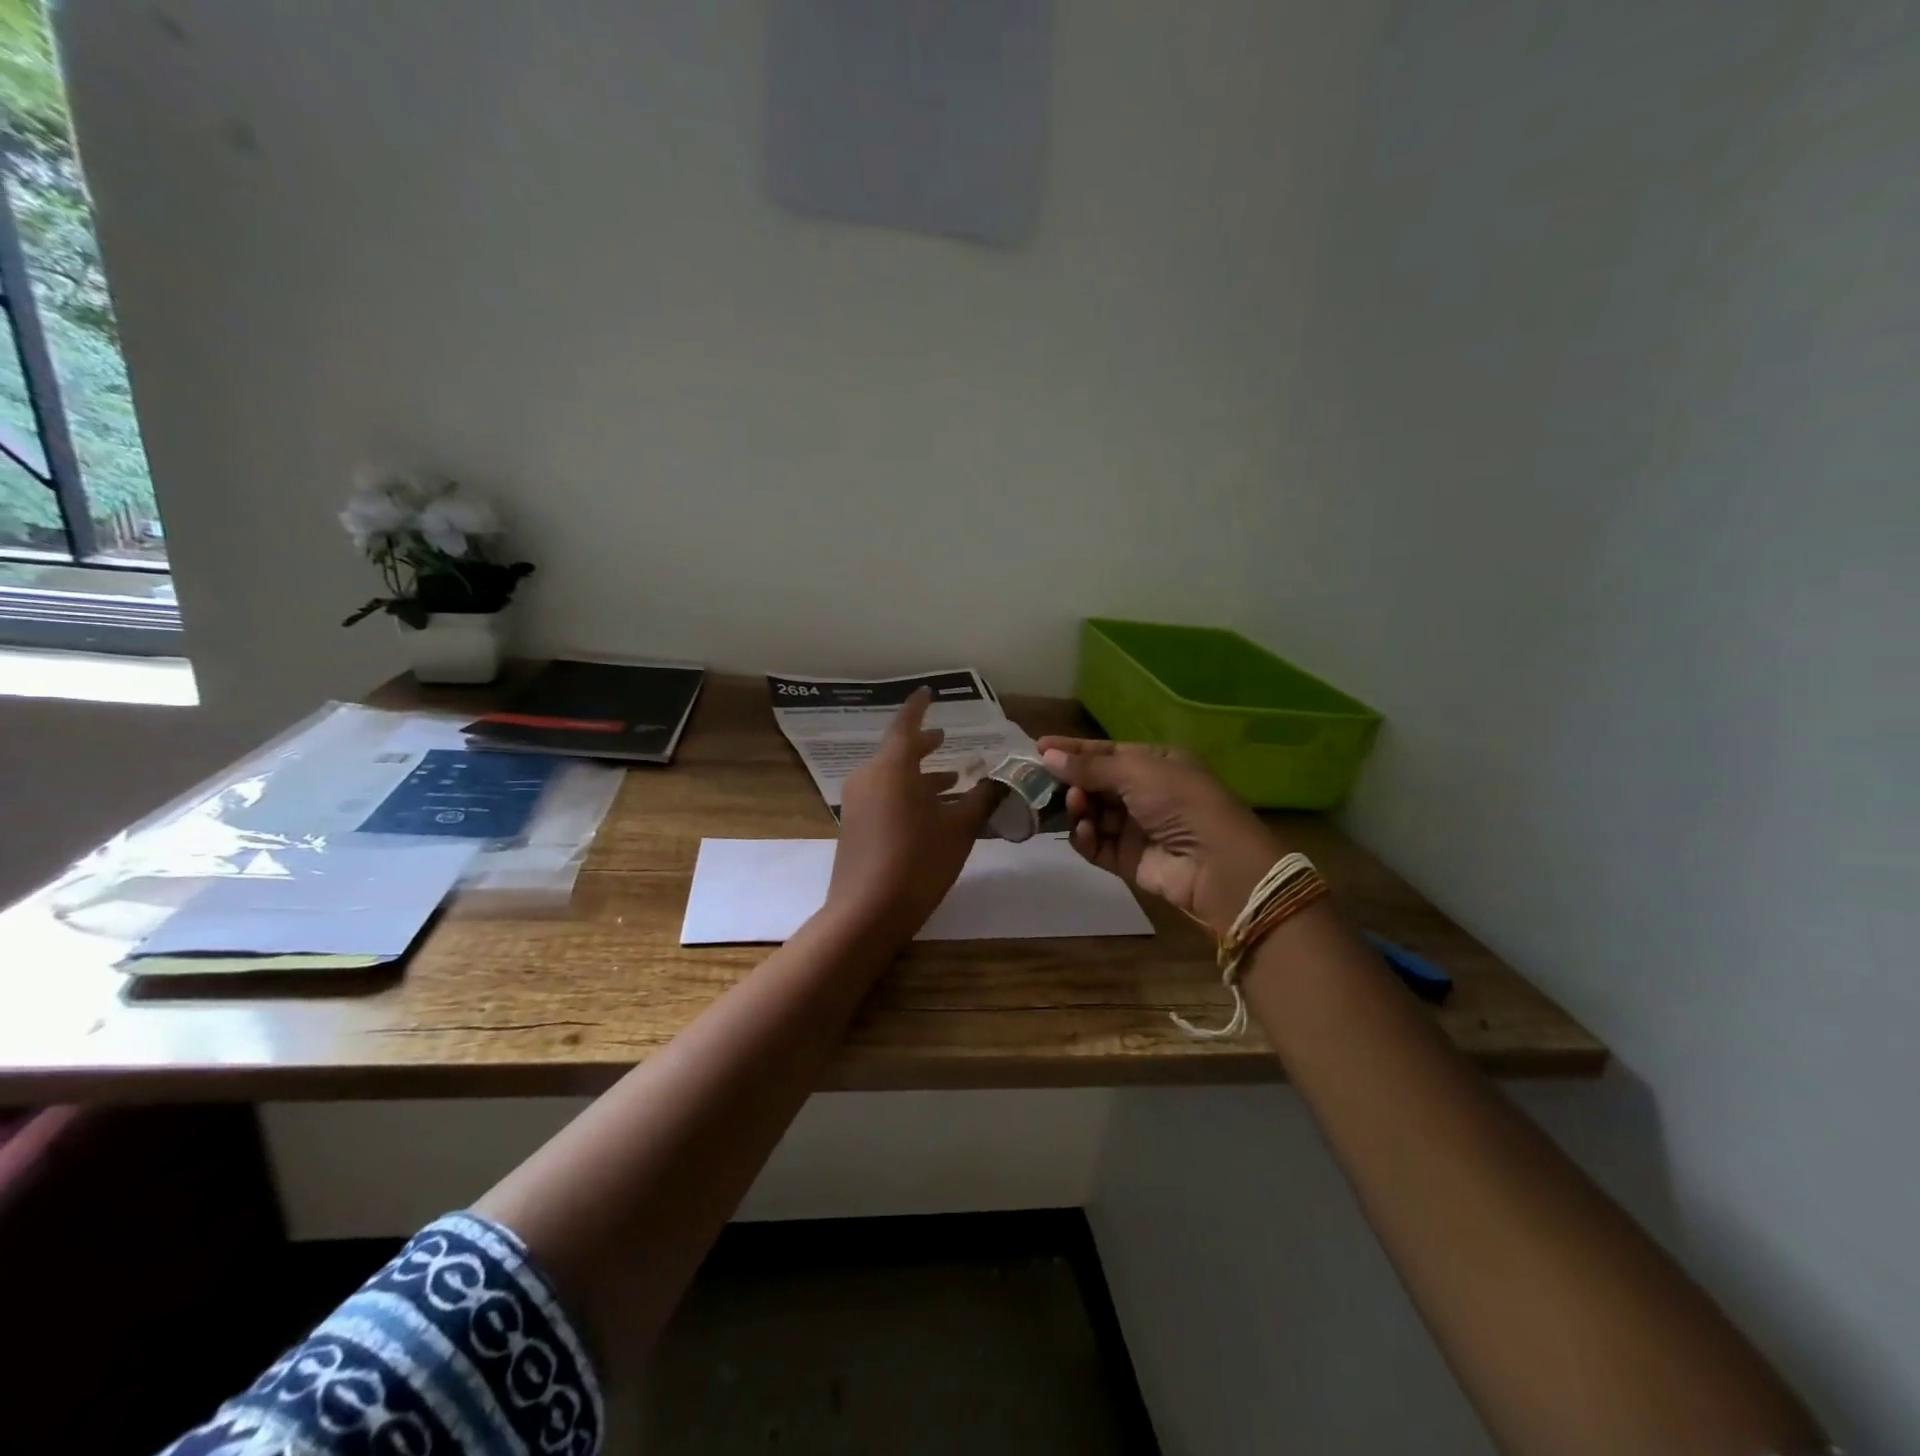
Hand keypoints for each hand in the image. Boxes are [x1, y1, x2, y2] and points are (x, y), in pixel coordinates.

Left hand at [827, 689, 997, 945]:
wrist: (866, 913)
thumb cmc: (918, 862)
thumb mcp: (959, 829)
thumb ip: (982, 799)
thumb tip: (1003, 779)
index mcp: (892, 768)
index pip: (906, 726)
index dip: (919, 708)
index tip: (928, 693)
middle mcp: (869, 777)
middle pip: (897, 752)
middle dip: (923, 745)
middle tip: (944, 739)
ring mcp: (856, 803)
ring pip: (891, 777)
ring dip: (919, 776)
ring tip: (950, 781)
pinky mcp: (853, 826)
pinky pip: (883, 796)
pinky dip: (906, 794)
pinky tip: (930, 813)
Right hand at [1038, 737, 1284, 937]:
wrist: (1216, 863)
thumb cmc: (1179, 802)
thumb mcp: (1135, 772)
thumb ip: (1089, 766)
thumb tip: (1048, 755)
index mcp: (1155, 764)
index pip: (1105, 752)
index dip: (1073, 750)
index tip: (1038, 748)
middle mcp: (1144, 793)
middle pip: (1094, 783)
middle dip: (1070, 781)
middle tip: (1041, 781)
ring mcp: (1135, 828)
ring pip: (1092, 814)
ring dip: (1078, 808)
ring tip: (1076, 806)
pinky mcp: (1127, 860)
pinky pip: (1096, 845)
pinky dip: (1086, 838)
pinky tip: (1085, 831)